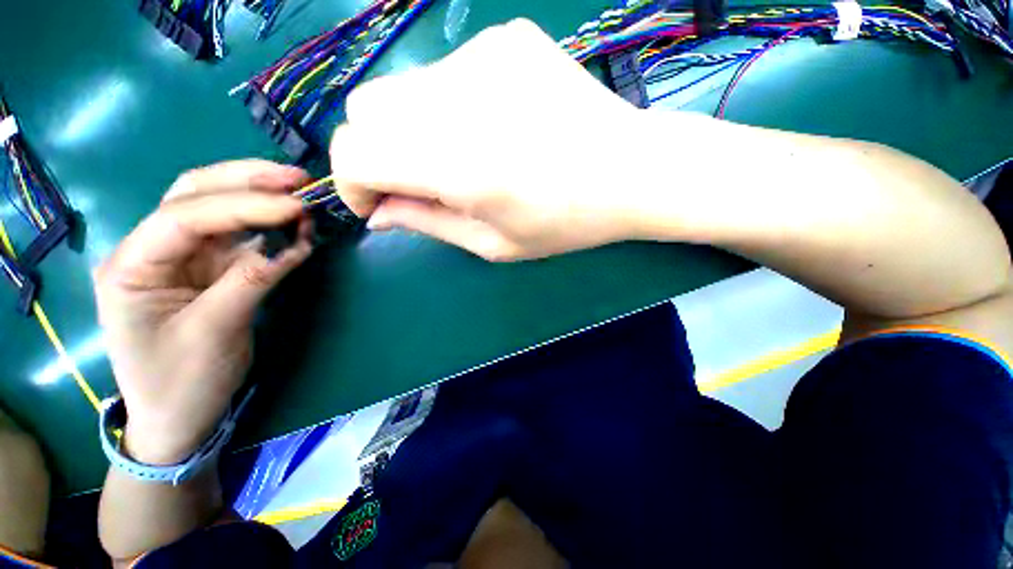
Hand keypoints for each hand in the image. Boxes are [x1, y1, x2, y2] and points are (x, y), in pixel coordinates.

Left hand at [93, 161, 311, 464]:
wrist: (178, 415)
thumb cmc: (182, 383)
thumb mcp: (214, 333)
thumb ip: (250, 281)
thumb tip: (294, 245)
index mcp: (131, 267)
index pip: (184, 217)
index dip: (242, 206)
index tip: (296, 206)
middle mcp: (151, 250)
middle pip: (193, 195)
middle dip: (246, 181)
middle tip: (298, 178)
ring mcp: (182, 257)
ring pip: (216, 208)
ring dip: (258, 195)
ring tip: (298, 189)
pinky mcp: (209, 268)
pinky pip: (240, 237)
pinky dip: (268, 226)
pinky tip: (293, 222)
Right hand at [330, 19, 707, 260]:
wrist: (630, 171)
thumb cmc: (564, 223)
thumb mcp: (492, 243)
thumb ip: (427, 224)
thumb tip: (378, 213)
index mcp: (457, 164)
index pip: (353, 153)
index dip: (352, 183)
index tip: (377, 203)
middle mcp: (458, 99)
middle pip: (366, 111)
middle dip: (378, 153)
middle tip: (420, 183)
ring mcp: (483, 57)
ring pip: (403, 88)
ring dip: (412, 129)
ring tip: (462, 157)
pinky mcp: (506, 39)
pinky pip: (448, 73)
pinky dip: (451, 106)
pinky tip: (494, 126)